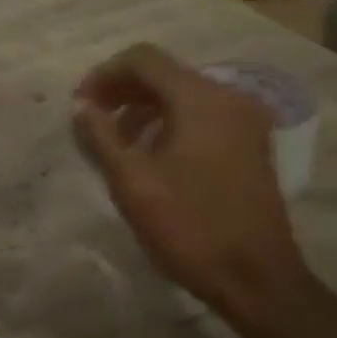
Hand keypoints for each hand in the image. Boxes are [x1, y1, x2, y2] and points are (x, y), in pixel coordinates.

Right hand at [71, 43, 311, 323]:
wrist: (257, 279)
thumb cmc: (189, 227)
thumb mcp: (132, 181)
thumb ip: (101, 135)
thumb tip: (81, 106)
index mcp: (200, 98)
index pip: (143, 59)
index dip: (104, 74)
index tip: (79, 103)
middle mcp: (228, 97)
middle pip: (165, 73)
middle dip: (122, 90)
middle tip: (91, 118)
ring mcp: (245, 120)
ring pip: (183, 94)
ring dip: (144, 107)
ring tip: (115, 139)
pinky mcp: (250, 143)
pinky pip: (202, 115)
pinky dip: (169, 121)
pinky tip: (149, 152)